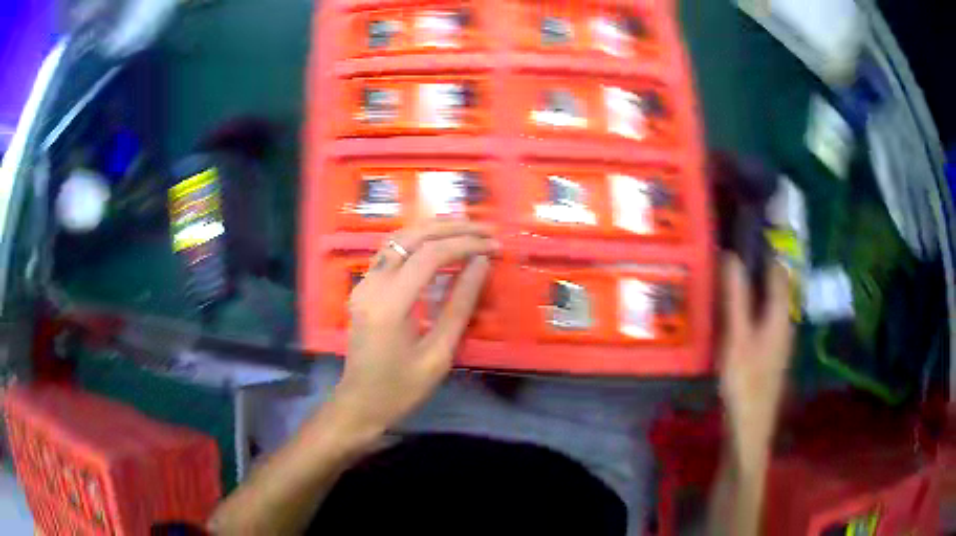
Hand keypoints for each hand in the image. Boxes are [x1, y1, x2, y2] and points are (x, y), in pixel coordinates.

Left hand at [333, 220, 497, 435]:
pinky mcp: (363, 287)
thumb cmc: (402, 388)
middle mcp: (372, 285)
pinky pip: (391, 252)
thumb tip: (481, 264)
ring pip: (398, 238)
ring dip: (434, 229)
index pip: (430, 255)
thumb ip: (460, 305)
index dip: (465, 244)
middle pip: (412, 236)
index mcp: (390, 304)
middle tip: (485, 229)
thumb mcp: (439, 353)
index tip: (494, 245)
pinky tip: (439, 244)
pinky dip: (418, 241)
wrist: (360, 403)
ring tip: (468, 230)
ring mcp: (363, 283)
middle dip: (452, 227)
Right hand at [718, 254, 792, 467]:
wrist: (750, 426)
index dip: (765, 246)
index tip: (744, 228)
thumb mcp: (737, 337)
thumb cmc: (745, 381)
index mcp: (780, 313)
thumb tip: (731, 254)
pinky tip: (733, 311)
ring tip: (728, 272)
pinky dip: (750, 304)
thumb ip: (736, 296)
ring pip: (768, 300)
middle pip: (774, 283)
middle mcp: (784, 320)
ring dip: (753, 283)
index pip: (777, 268)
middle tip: (730, 248)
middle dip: (757, 262)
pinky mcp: (769, 351)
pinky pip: (762, 316)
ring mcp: (778, 338)